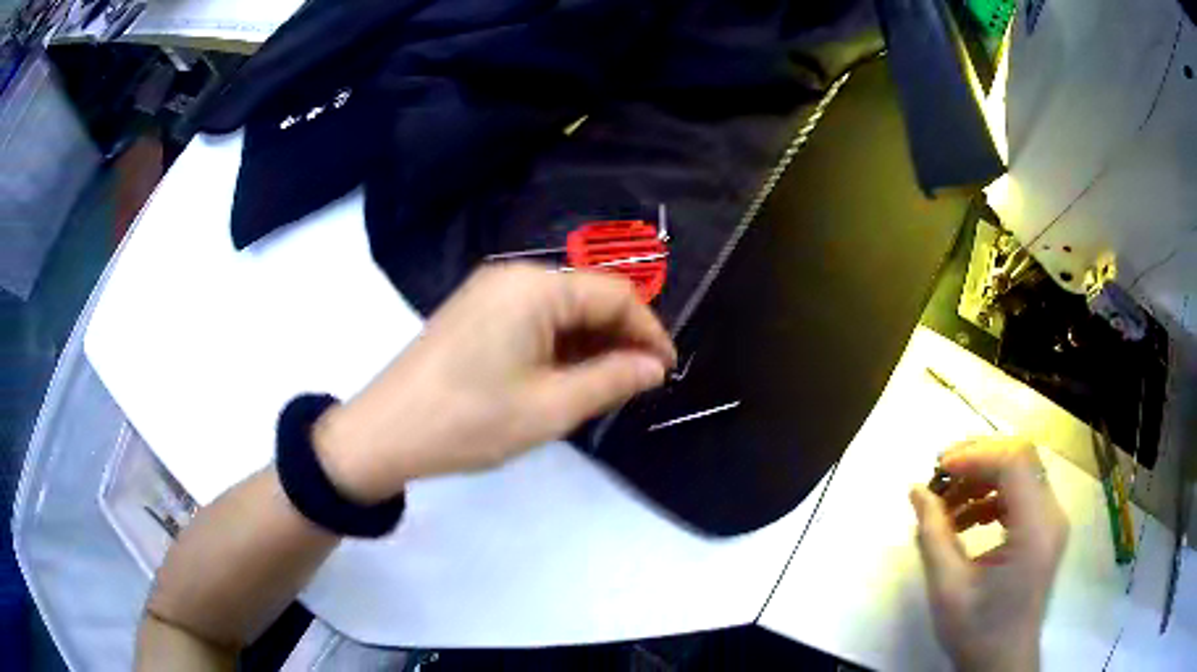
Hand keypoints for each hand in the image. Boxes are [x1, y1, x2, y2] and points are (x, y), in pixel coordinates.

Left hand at [313, 264, 676, 502]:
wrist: (385, 432)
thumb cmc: (470, 421)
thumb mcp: (551, 408)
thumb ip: (612, 380)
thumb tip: (655, 367)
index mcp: (535, 287)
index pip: (615, 295)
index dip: (648, 332)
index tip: (665, 372)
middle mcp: (513, 276)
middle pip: (587, 297)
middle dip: (619, 338)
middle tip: (636, 386)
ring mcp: (490, 292)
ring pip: (561, 309)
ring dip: (589, 344)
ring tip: (603, 387)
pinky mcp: (476, 311)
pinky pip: (533, 318)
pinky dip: (558, 345)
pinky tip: (564, 377)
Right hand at [909, 437, 1068, 671]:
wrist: (1001, 662)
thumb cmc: (976, 631)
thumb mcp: (947, 588)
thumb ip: (933, 534)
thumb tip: (917, 490)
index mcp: (1035, 530)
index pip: (1014, 463)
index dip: (975, 456)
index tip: (939, 470)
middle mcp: (1051, 515)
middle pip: (1021, 458)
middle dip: (979, 458)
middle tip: (941, 474)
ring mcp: (1051, 520)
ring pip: (1021, 471)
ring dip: (983, 477)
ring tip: (948, 502)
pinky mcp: (1045, 529)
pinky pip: (1021, 493)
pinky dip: (992, 495)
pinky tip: (967, 519)